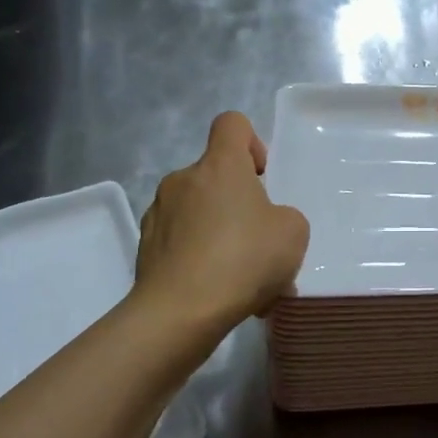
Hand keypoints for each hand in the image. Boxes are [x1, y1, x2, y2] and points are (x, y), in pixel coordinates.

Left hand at [130, 112, 309, 354]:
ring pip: (197, 211)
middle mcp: (183, 180)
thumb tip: (262, 223)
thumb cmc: (243, 259)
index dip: (251, 142)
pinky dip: (198, 258)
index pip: (231, 124)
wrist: (179, 313)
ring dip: (217, 232)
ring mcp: (158, 213)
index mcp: (220, 165)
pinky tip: (216, 292)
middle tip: (258, 241)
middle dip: (236, 201)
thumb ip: (283, 216)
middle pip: (214, 174)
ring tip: (239, 277)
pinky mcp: (145, 248)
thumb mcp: (293, 233)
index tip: (261, 176)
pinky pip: (179, 243)